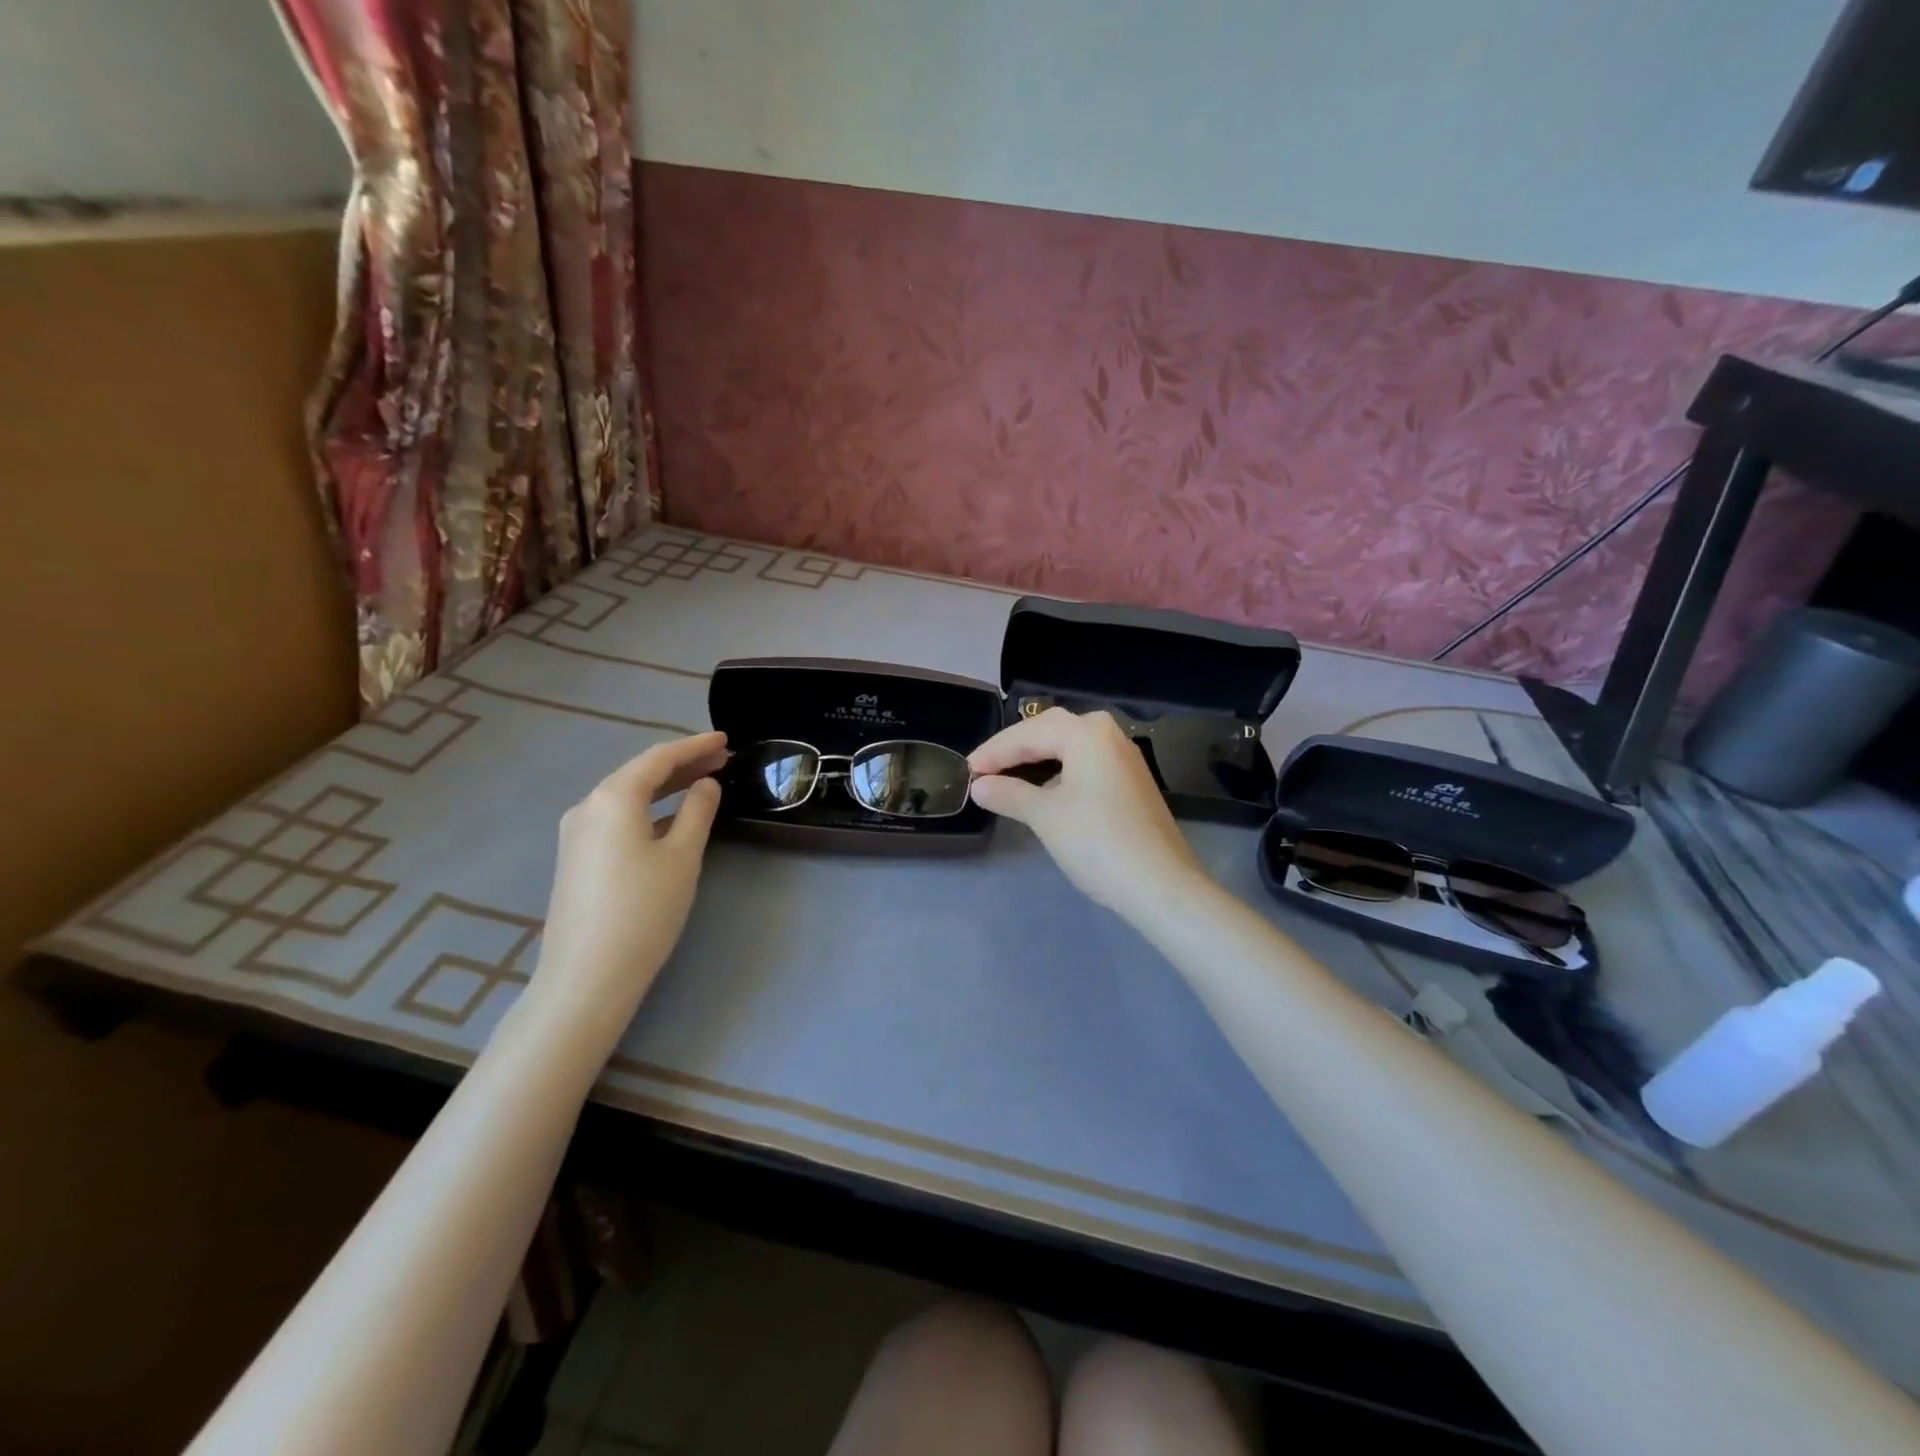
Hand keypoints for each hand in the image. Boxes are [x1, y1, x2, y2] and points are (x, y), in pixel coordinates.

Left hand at [529, 732, 728, 1021]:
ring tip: (703, 782)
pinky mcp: (577, 858)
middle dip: (682, 763)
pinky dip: (648, 808)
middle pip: (640, 773)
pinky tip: (670, 818)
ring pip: (627, 796)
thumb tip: (706, 785)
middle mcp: (587, 807)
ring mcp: (576, 834)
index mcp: (613, 798)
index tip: (726, 740)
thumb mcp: (682, 857)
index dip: (695, 746)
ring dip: (665, 786)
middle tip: (721, 759)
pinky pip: (616, 817)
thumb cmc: (644, 910)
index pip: (659, 758)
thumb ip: (697, 812)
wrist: (587, 976)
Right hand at [968, 708, 1205, 912]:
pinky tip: (1044, 789)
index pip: (1028, 734)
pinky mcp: (1131, 781)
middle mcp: (1108, 735)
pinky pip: (1085, 763)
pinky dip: (1059, 771)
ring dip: (1037, 759)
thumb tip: (980, 786)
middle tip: (984, 769)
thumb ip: (1008, 794)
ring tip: (1006, 776)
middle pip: (1050, 730)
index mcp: (1086, 733)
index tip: (966, 770)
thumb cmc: (1096, 842)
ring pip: (1070, 746)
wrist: (1159, 884)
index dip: (994, 752)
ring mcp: (1124, 758)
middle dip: (1014, 749)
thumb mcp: (1045, 816)